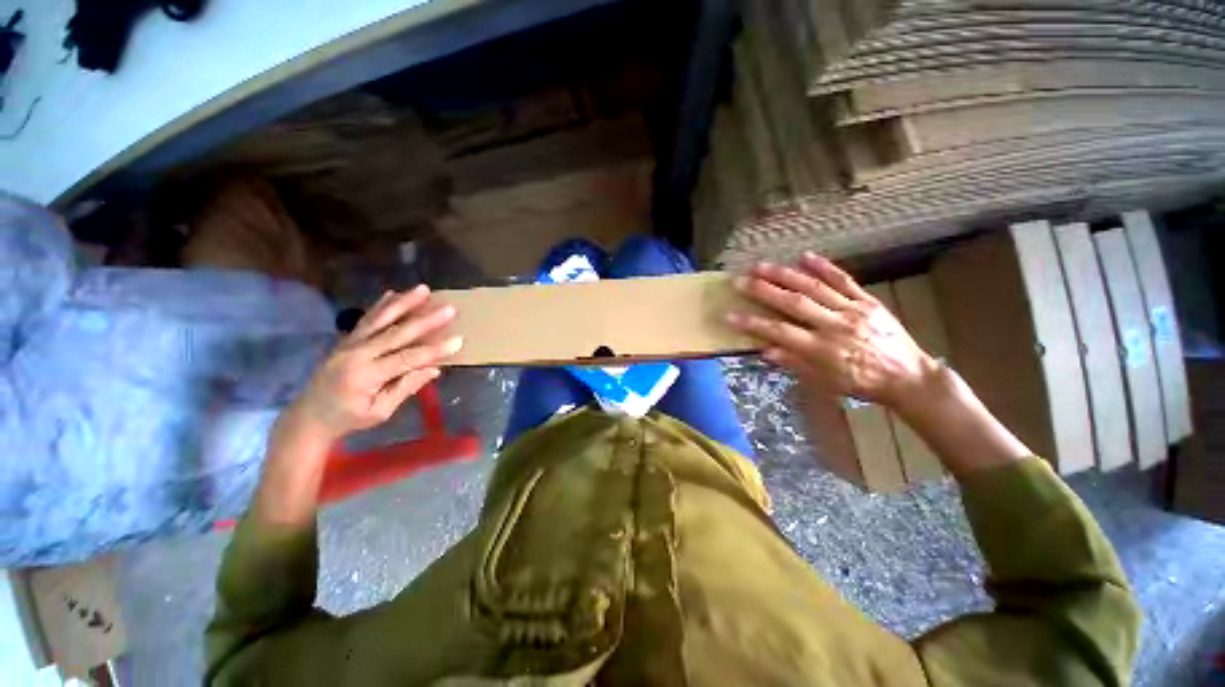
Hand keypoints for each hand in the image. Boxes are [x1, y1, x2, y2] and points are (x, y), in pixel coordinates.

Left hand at [287, 285, 462, 442]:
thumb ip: (405, 388)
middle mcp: (356, 354)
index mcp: (365, 376)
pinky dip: (381, 306)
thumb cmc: (348, 419)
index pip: (407, 359)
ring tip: (422, 289)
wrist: (309, 416)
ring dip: (403, 303)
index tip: (458, 341)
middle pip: (396, 333)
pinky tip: (393, 293)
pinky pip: (366, 319)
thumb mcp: (380, 412)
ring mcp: (349, 344)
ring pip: (379, 319)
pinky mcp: (346, 340)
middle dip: (426, 320)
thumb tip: (433, 369)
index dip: (434, 350)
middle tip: (449, 309)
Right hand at [726, 252, 938, 410]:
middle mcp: (835, 325)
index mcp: (822, 349)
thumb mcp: (825, 383)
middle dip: (763, 291)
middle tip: (740, 280)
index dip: (752, 323)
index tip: (729, 315)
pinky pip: (844, 280)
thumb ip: (795, 364)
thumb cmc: (862, 384)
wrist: (909, 377)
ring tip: (762, 266)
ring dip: (785, 274)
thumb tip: (765, 350)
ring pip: (814, 287)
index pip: (779, 332)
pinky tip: (805, 257)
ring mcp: (853, 310)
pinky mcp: (868, 301)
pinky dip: (824, 267)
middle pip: (794, 303)